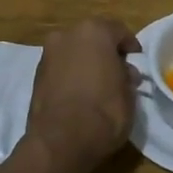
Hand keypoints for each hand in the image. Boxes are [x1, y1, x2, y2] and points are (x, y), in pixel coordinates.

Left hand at [26, 18, 141, 169]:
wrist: (60, 142)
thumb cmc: (103, 112)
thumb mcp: (129, 94)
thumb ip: (126, 77)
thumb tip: (124, 73)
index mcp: (93, 32)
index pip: (118, 30)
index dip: (130, 46)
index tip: (137, 60)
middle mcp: (67, 35)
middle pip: (92, 38)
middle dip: (105, 52)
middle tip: (118, 72)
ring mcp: (48, 55)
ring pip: (74, 52)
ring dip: (86, 63)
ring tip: (99, 86)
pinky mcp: (35, 76)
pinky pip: (61, 68)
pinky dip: (71, 75)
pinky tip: (81, 94)